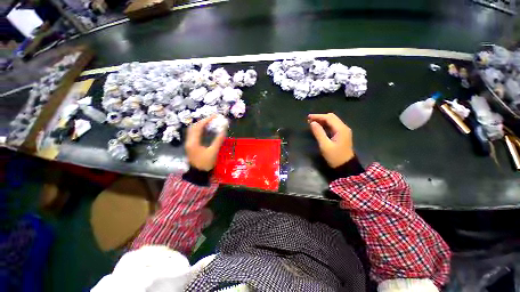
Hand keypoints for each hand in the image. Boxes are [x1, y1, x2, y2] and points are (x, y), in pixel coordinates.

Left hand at [185, 116, 225, 170]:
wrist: (198, 174)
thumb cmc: (205, 163)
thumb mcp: (213, 152)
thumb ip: (218, 140)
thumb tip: (223, 130)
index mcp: (193, 142)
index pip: (198, 127)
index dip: (206, 120)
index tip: (215, 117)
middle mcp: (189, 141)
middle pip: (194, 127)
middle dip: (203, 121)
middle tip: (213, 119)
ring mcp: (189, 143)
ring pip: (193, 130)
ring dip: (201, 125)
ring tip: (210, 123)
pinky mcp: (191, 145)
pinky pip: (194, 134)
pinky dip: (200, 130)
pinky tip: (206, 130)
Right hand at [308, 113, 353, 167]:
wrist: (346, 166)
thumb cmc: (335, 156)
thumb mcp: (325, 145)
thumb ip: (319, 133)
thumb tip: (312, 123)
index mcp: (341, 129)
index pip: (329, 118)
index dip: (318, 116)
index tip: (308, 117)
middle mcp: (343, 128)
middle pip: (331, 117)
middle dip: (320, 117)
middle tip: (309, 120)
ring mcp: (343, 131)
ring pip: (332, 121)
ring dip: (322, 121)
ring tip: (312, 123)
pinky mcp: (341, 135)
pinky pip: (333, 126)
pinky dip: (325, 125)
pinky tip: (319, 127)